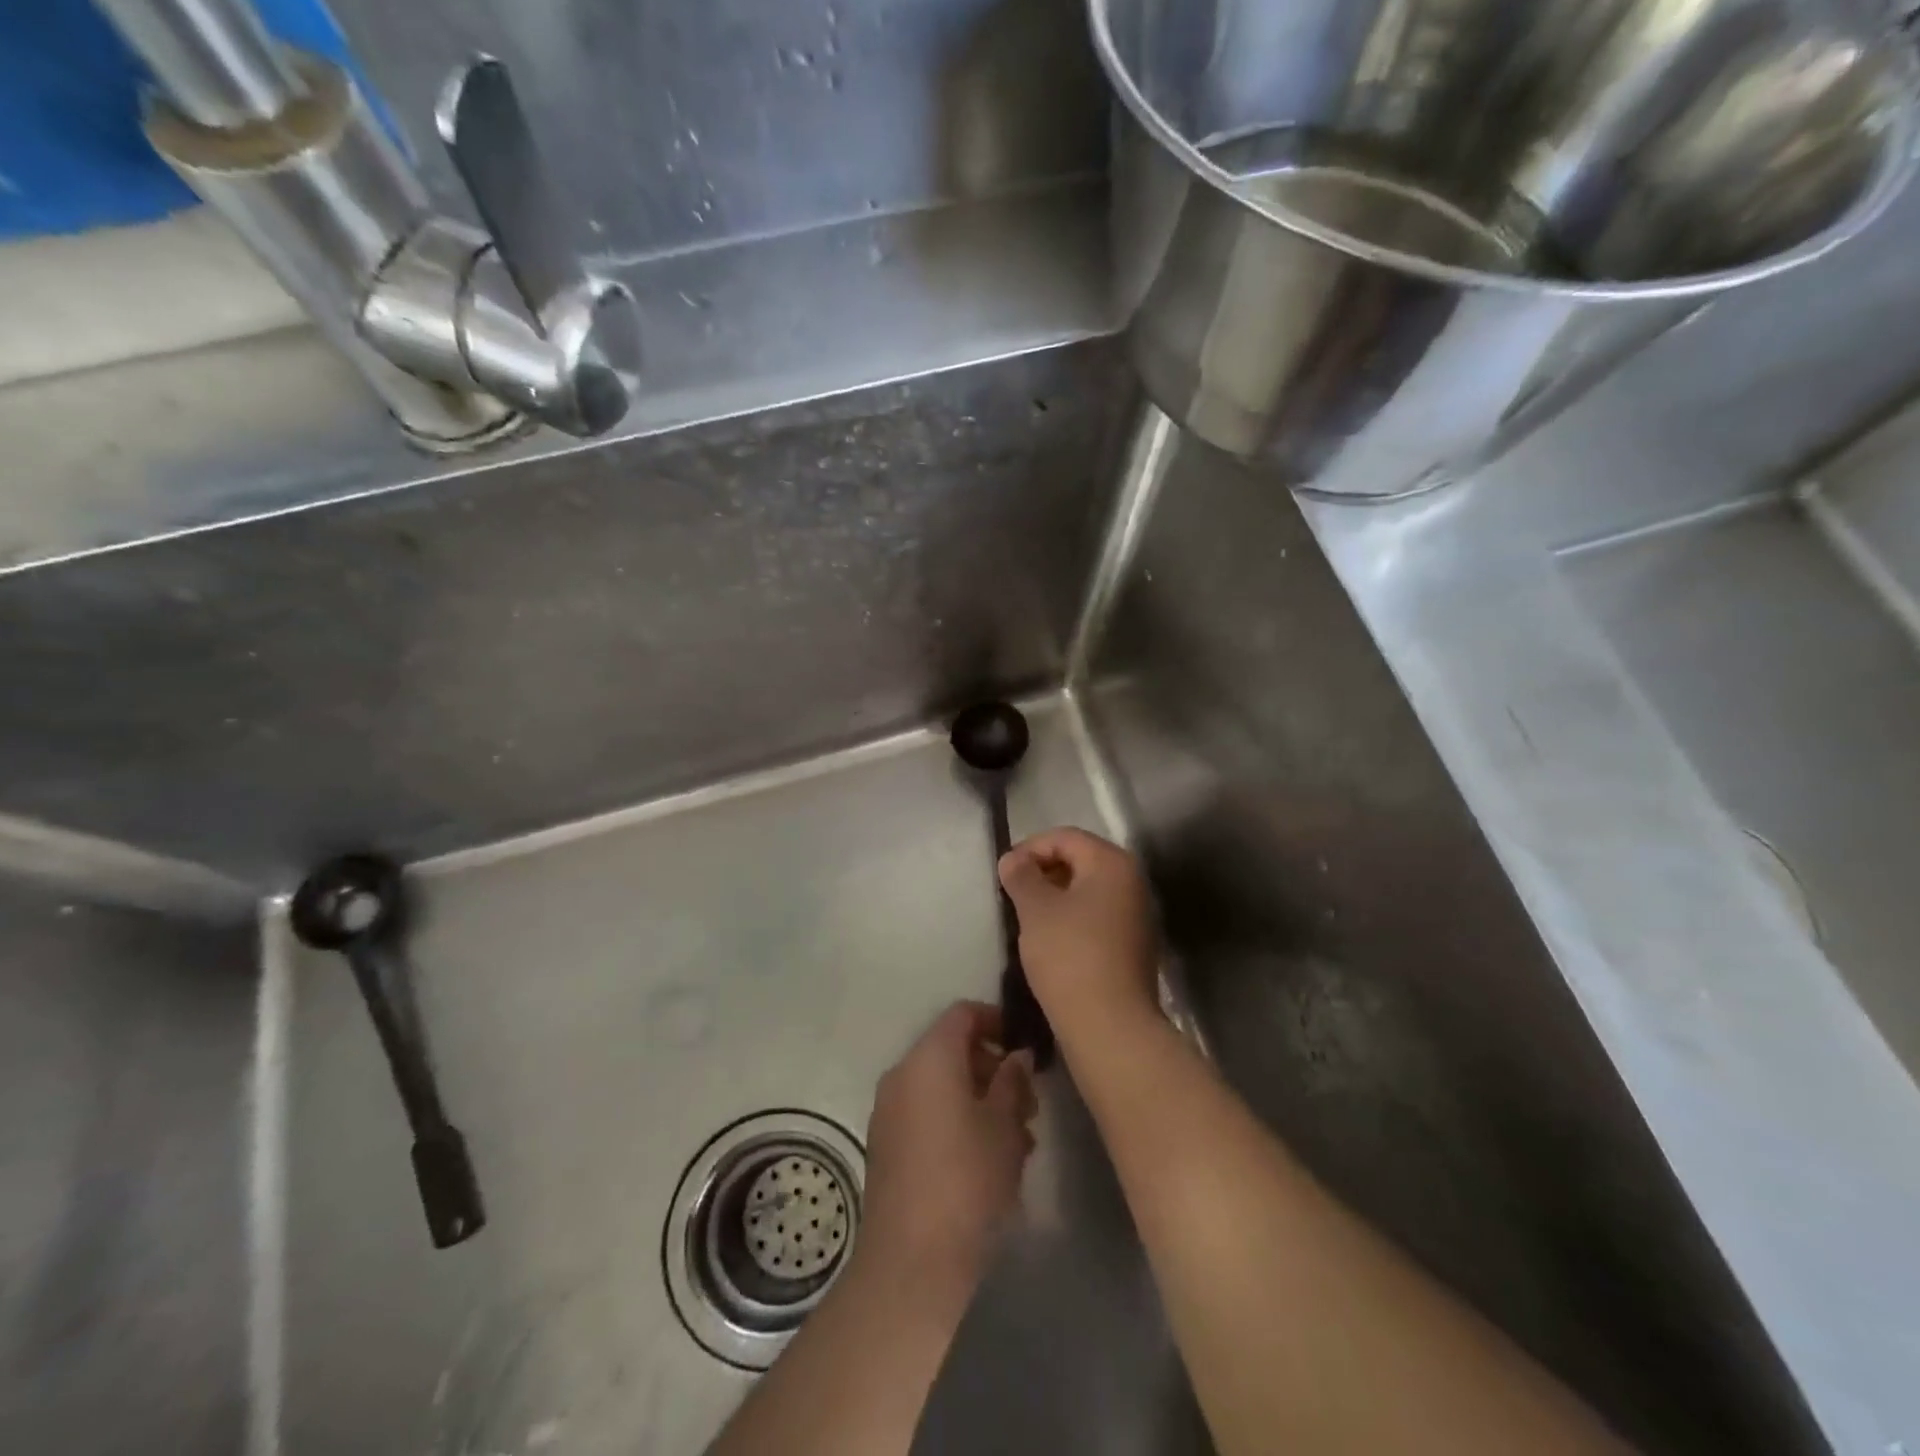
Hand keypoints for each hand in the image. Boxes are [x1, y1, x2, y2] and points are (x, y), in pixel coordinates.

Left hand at [860, 1003, 1037, 1291]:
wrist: (912, 1263)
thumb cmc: (968, 1180)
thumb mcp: (1005, 1125)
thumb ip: (1013, 1081)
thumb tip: (1017, 1056)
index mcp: (929, 1058)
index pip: (963, 1014)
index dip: (997, 1020)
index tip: (1026, 1048)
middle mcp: (902, 1075)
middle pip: (951, 1050)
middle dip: (993, 1068)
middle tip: (1029, 1103)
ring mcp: (888, 1112)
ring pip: (941, 1086)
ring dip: (979, 1099)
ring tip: (1018, 1139)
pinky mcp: (886, 1147)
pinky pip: (926, 1114)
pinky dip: (957, 1120)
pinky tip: (988, 1160)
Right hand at [999, 828, 1158, 1032]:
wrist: (1111, 1026)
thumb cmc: (1070, 956)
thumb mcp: (1036, 909)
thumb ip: (1021, 876)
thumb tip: (1013, 859)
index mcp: (1112, 863)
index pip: (1065, 837)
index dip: (1030, 848)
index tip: (1004, 872)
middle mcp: (1132, 881)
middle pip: (1080, 859)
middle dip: (1043, 871)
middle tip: (1013, 893)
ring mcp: (1137, 914)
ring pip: (1087, 889)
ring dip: (1056, 896)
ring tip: (1027, 917)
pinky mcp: (1133, 944)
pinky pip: (1097, 915)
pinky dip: (1072, 917)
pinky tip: (1050, 940)